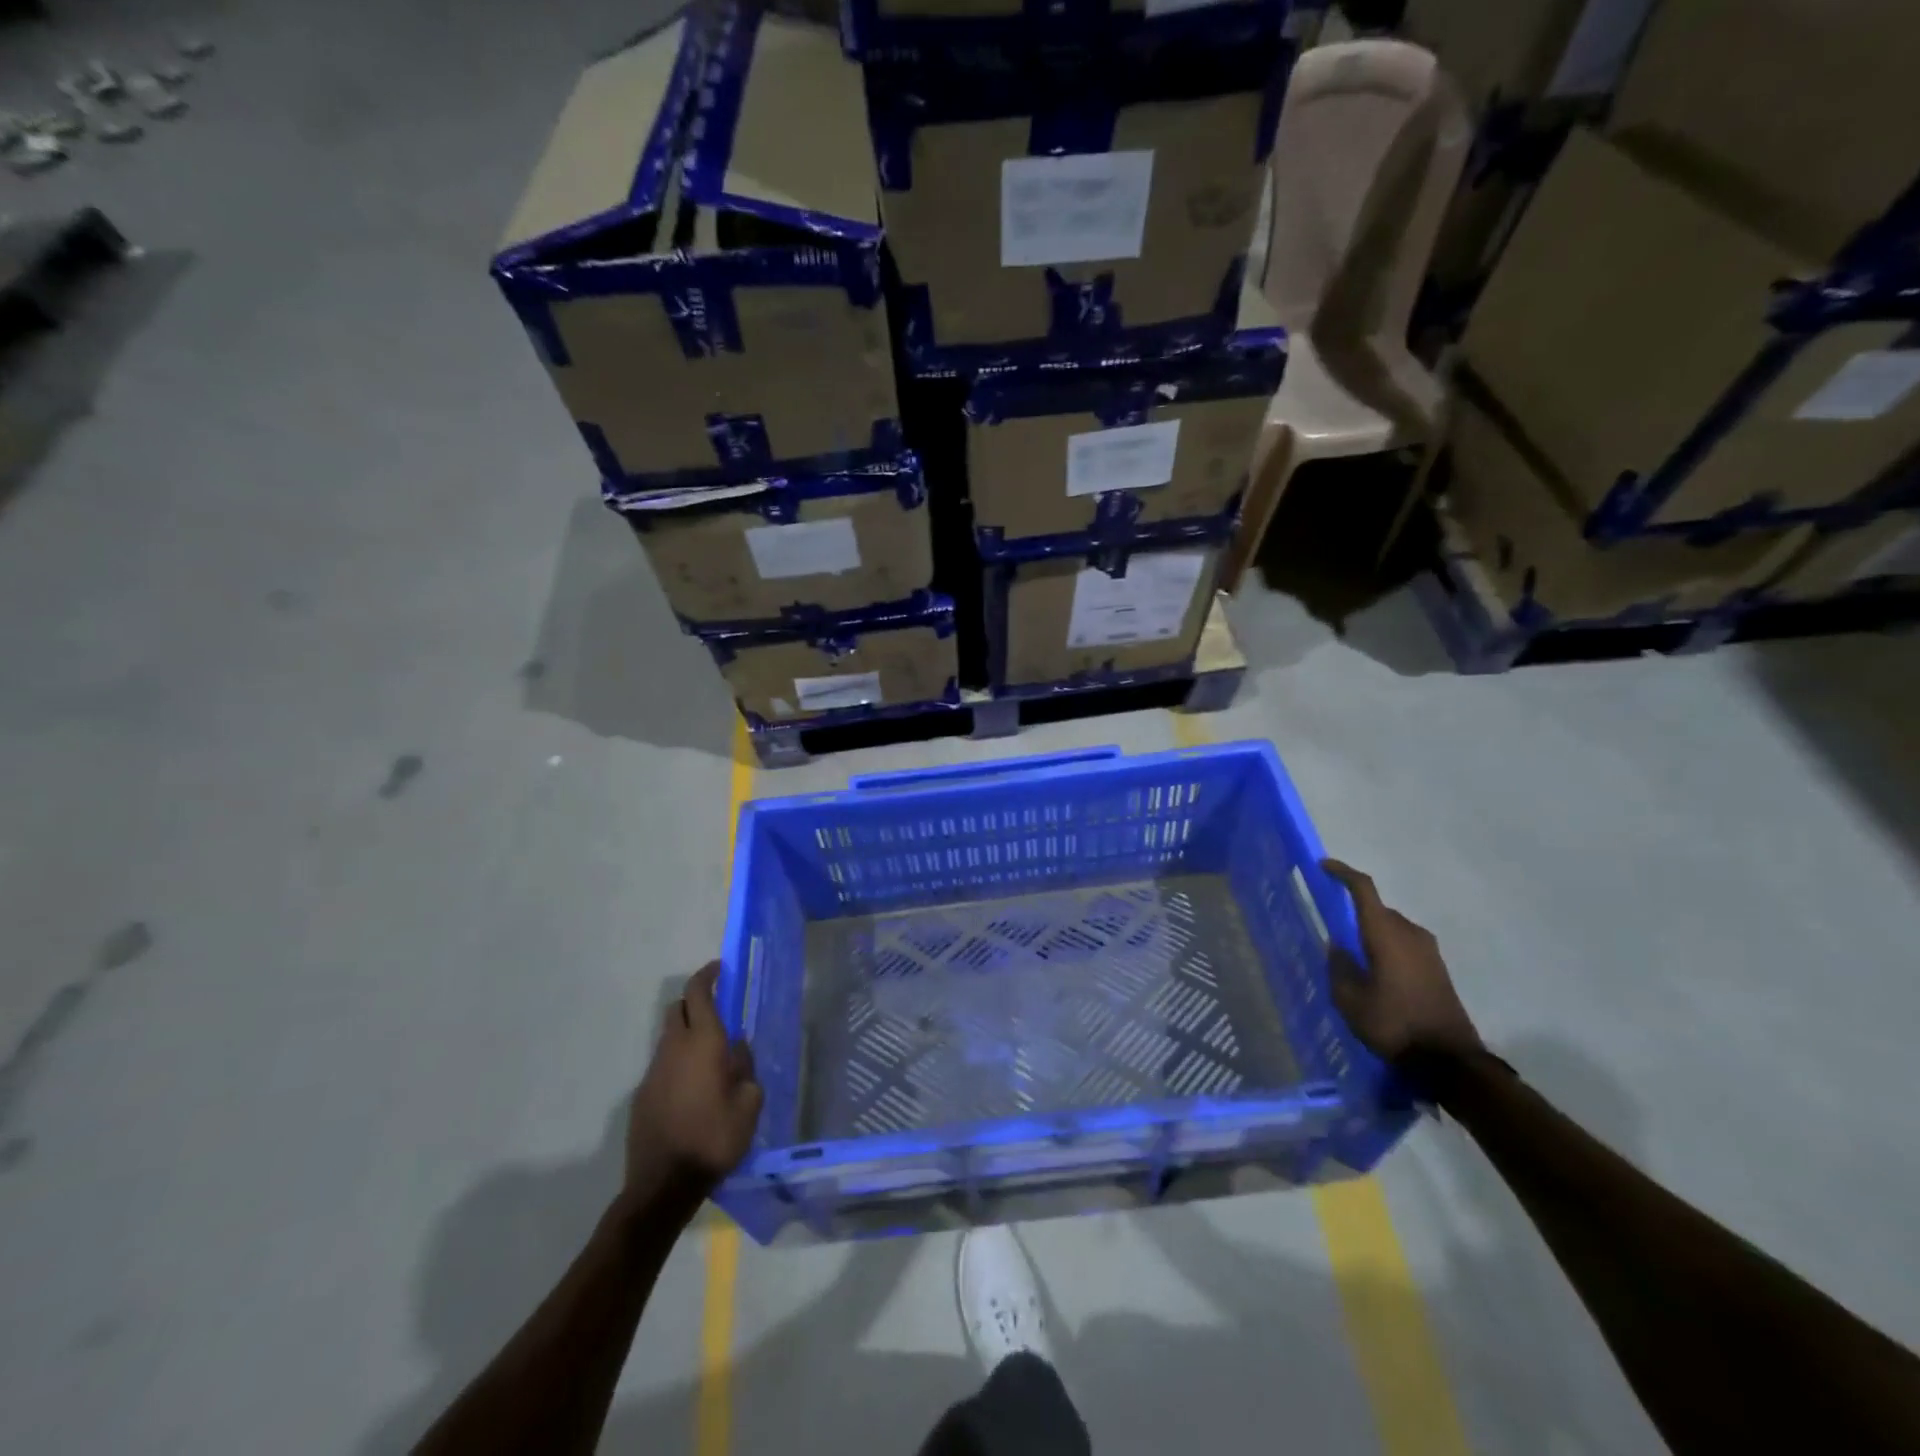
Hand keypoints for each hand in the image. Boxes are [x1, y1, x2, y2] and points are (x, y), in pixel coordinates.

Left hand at [626, 962, 763, 1194]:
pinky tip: (693, 1091)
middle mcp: (674, 1048)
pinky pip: (663, 1066)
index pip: (698, 992)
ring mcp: (653, 1071)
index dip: (707, 975)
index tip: (720, 969)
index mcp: (703, 1042)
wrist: (664, 1185)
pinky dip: (677, 1064)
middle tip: (718, 1012)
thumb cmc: (715, 1138)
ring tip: (710, 1059)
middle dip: (696, 1003)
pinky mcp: (641, 1095)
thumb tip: (738, 1048)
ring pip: (669, 1038)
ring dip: (687, 1036)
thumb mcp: (750, 1103)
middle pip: (678, 1009)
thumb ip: (746, 1067)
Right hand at [1322, 860, 1481, 1062]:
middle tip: (1332, 928)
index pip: (1364, 889)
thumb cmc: (1393, 1025)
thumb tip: (1338, 946)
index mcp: (1385, 934)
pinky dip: (1387, 948)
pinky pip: (1405, 944)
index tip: (1323, 866)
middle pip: (1378, 909)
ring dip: (1372, 933)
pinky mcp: (1438, 968)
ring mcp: (1428, 950)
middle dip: (1354, 912)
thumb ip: (1339, 967)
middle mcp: (1409, 933)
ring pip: (1392, 927)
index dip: (1342, 873)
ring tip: (1353, 957)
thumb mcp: (1350, 1000)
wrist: (1449, 1061)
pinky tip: (1376, 973)